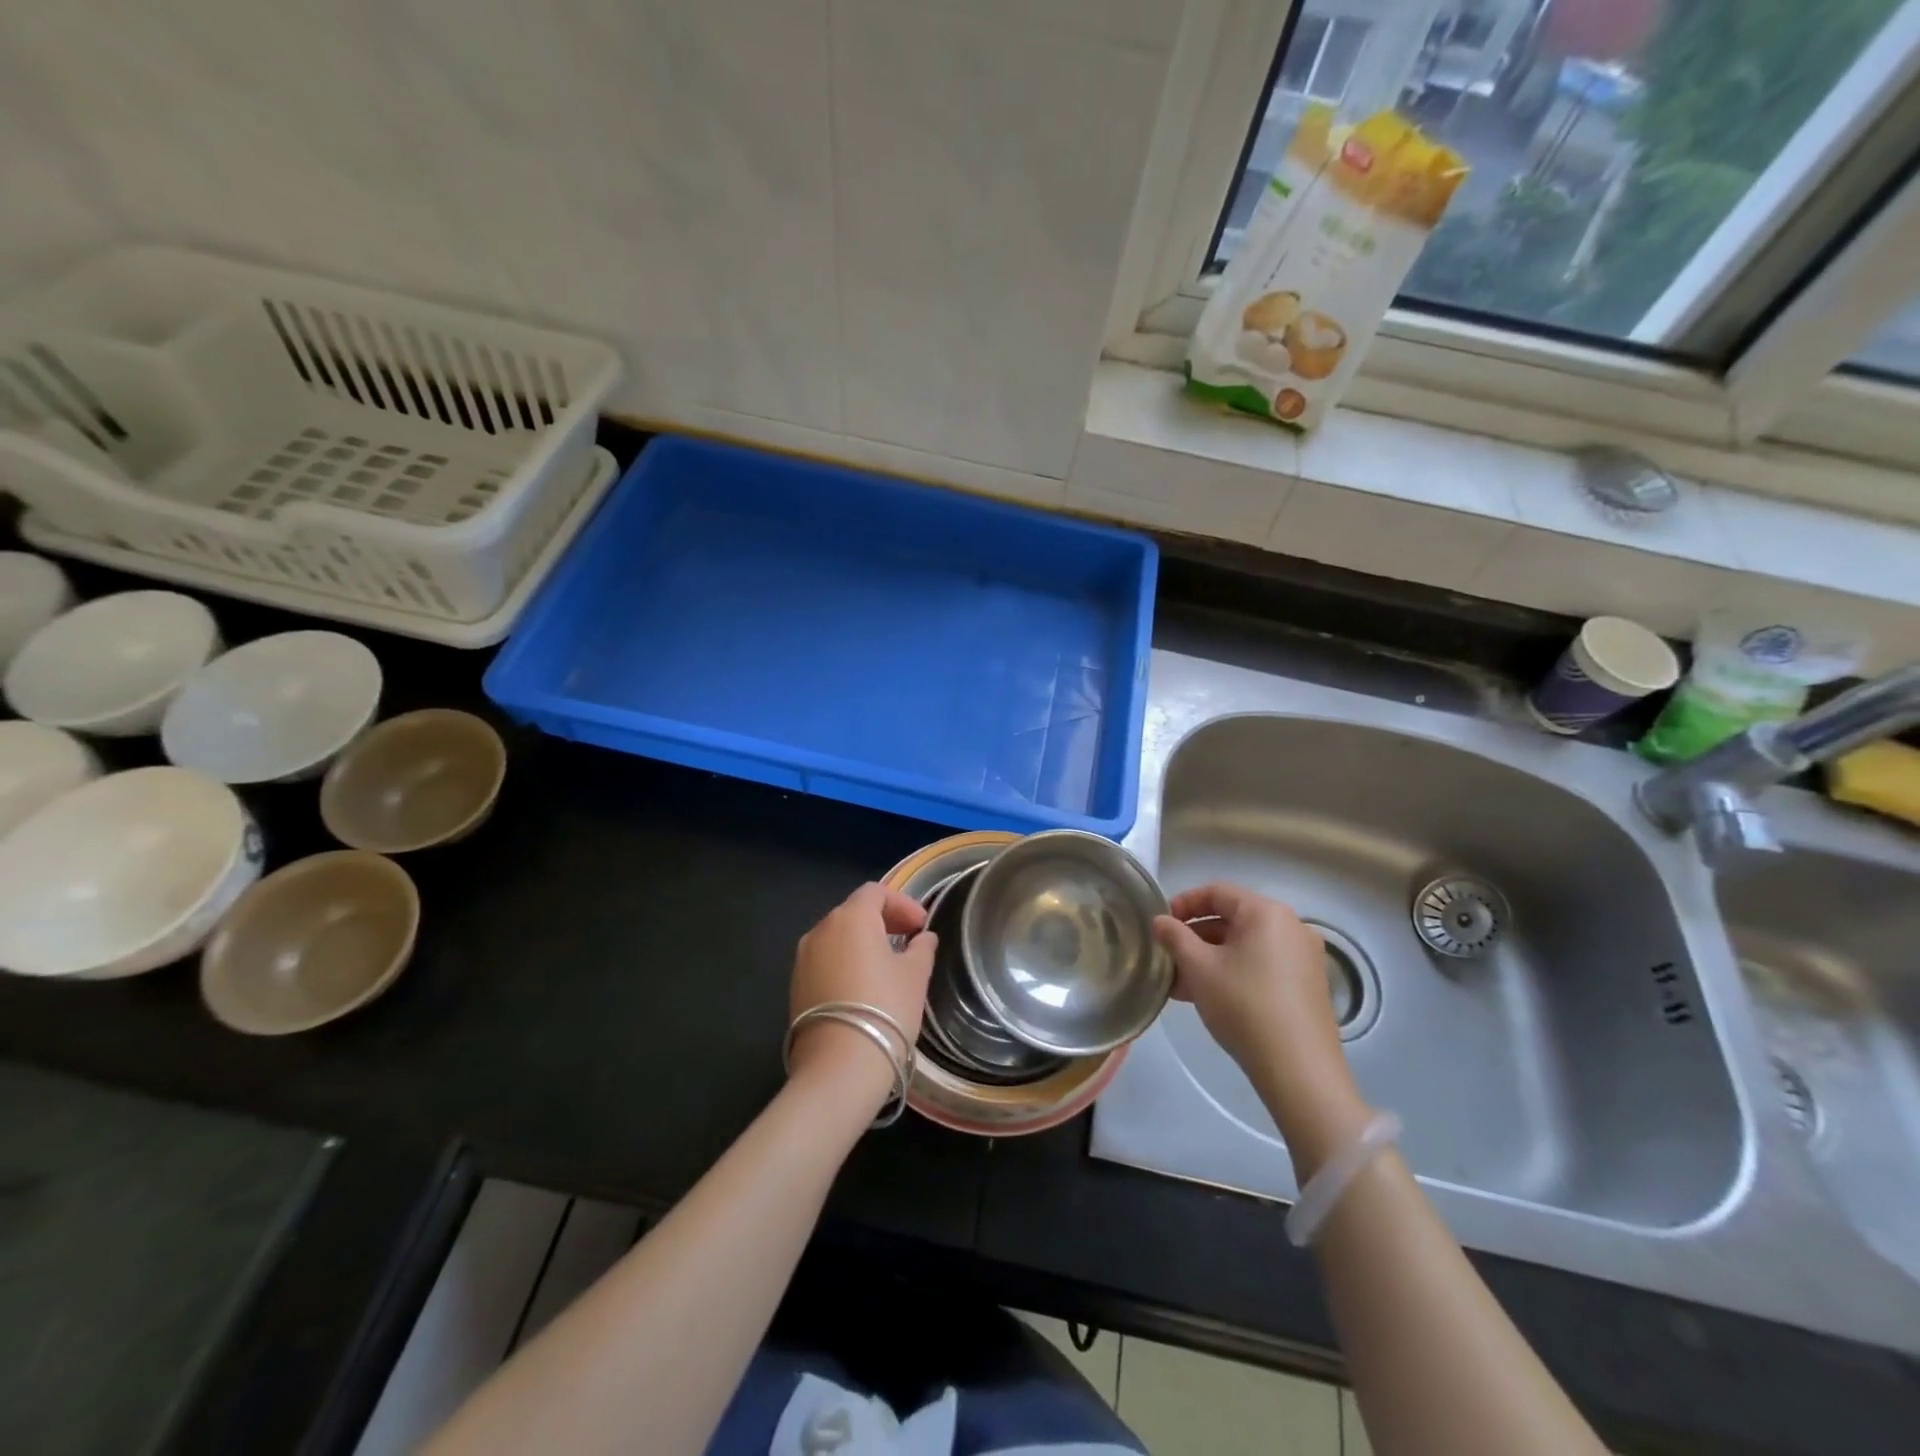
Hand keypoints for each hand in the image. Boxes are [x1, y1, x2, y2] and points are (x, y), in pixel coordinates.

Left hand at [788, 883, 936, 1107]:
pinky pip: (825, 960)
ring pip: (837, 937)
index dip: (902, 903)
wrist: (839, 1066)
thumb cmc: (885, 1009)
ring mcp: (803, 958)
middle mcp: (821, 930)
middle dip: (883, 920)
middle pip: (853, 911)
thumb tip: (923, 938)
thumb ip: (921, 949)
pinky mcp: (796, 985)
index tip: (921, 926)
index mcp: (850, 918)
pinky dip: (846, 962)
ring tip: (888, 964)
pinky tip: (864, 986)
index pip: (875, 892)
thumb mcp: (914, 976)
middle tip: (909, 939)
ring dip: (863, 941)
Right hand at [1153, 884, 1371, 1170]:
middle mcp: (1291, 926)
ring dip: (1210, 958)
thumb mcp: (1199, 968)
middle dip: (1195, 936)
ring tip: (1180, 983)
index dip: (1183, 903)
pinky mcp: (1308, 985)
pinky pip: (1262, 965)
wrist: (1299, 1070)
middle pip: (1232, 919)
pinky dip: (1233, 971)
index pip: (1217, 892)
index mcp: (1267, 912)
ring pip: (1245, 945)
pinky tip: (1208, 997)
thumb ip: (1175, 937)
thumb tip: (1159, 921)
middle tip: (1168, 957)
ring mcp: (1303, 957)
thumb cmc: (1244, 1006)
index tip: (1160, 924)